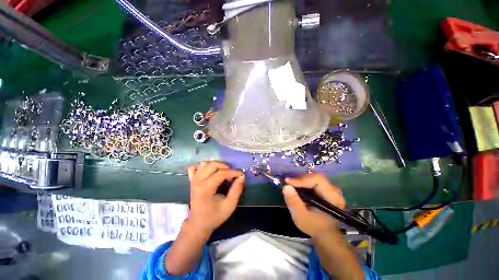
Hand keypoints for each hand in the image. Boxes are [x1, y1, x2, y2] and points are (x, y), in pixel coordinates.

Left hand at [186, 161, 244, 237]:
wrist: (198, 224)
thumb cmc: (214, 216)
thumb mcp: (230, 205)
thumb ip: (236, 190)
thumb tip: (241, 177)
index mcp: (206, 188)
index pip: (221, 173)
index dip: (233, 172)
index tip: (241, 175)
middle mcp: (198, 181)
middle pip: (213, 165)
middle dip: (225, 167)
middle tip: (231, 175)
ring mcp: (193, 180)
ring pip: (204, 163)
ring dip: (216, 165)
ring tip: (222, 172)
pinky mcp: (191, 180)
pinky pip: (194, 167)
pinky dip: (203, 167)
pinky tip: (209, 172)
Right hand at [283, 173, 345, 238]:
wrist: (323, 233)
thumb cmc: (313, 226)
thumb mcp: (301, 217)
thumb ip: (294, 202)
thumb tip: (286, 186)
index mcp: (333, 198)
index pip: (318, 180)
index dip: (302, 179)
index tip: (288, 182)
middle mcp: (333, 190)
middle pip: (315, 176)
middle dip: (300, 178)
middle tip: (288, 183)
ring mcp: (329, 188)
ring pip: (313, 176)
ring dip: (300, 179)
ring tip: (291, 185)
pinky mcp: (324, 188)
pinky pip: (312, 180)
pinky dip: (302, 181)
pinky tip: (296, 186)